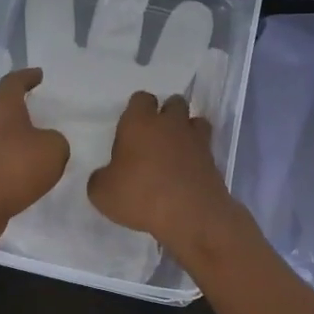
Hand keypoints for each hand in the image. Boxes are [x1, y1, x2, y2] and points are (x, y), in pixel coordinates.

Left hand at [0, 68, 69, 236]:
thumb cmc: (12, 169)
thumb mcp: (53, 151)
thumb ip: (57, 141)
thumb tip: (47, 143)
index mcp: (1, 106)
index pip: (13, 81)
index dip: (27, 76)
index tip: (38, 75)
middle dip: (12, 103)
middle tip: (30, 106)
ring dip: (6, 133)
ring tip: (26, 141)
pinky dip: (1, 158)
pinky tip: (15, 170)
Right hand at [87, 92, 243, 253]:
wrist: (190, 215)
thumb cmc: (140, 195)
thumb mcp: (102, 193)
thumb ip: (101, 178)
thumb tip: (106, 175)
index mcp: (139, 122)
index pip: (140, 98)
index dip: (136, 110)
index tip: (130, 128)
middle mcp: (169, 123)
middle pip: (173, 102)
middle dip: (166, 113)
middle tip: (154, 136)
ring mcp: (195, 139)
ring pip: (195, 120)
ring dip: (186, 129)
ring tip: (176, 149)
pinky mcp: (213, 159)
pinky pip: (205, 146)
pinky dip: (198, 153)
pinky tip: (187, 170)